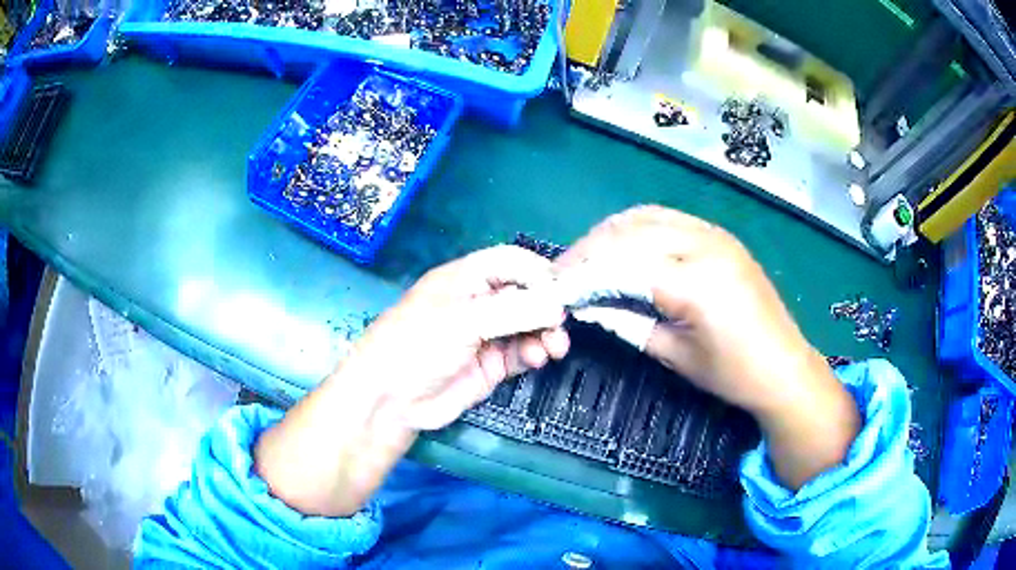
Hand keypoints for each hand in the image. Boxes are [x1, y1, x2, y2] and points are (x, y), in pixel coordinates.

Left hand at [255, 246, 569, 515]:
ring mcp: (486, 334)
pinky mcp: (491, 364)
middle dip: (546, 308)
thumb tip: (557, 305)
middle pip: (526, 294)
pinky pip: (522, 352)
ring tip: (552, 349)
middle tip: (560, 327)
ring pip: (529, 325)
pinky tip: (538, 359)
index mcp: (466, 278)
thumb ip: (512, 310)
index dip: (538, 273)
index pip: (511, 262)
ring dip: (545, 333)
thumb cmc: (416, 345)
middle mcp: (479, 302)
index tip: (561, 292)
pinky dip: (535, 353)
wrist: (390, 400)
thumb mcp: (462, 320)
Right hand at [555, 205, 858, 488]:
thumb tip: (590, 305)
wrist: (783, 365)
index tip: (554, 286)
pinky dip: (637, 228)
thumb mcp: (674, 355)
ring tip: (588, 257)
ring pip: (646, 216)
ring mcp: (714, 234)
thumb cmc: (731, 372)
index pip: (621, 263)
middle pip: (629, 231)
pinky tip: (624, 246)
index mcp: (694, 282)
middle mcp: (703, 244)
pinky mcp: (719, 235)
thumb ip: (628, 322)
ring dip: (611, 233)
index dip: (581, 272)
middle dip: (589, 248)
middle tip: (565, 271)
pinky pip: (668, 218)